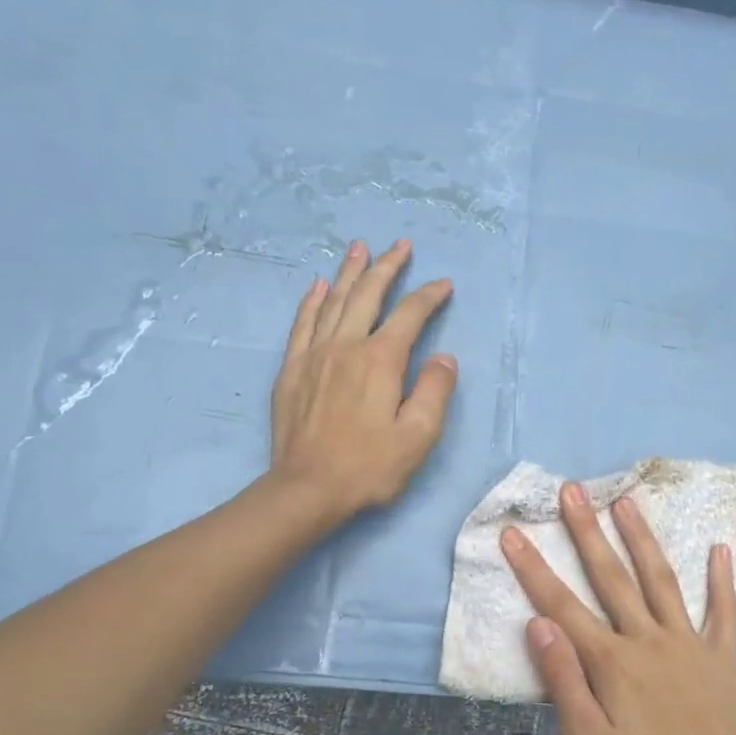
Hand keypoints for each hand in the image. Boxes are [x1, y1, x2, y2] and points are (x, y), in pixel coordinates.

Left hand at [269, 239, 456, 519]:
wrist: (307, 489)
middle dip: (387, 267)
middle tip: (401, 245)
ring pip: (333, 301)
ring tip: (360, 248)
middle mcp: (346, 346)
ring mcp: (314, 355)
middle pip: (368, 294)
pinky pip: (303, 324)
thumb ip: (434, 391)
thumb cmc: (369, 467)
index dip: (429, 296)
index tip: (444, 285)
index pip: (410, 316)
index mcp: (380, 360)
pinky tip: (318, 286)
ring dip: (349, 272)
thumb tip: (443, 357)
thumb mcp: (418, 436)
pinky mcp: (291, 370)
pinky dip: (312, 301)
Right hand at [501, 484, 735, 734]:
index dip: (533, 567)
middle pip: (611, 576)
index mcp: (610, 659)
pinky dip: (722, 580)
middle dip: (587, 531)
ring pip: (661, 580)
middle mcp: (646, 637)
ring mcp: (687, 641)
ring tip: (627, 501)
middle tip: (572, 489)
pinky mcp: (720, 654)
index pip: (561, 604)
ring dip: (642, 538)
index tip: (512, 532)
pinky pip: (724, 611)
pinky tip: (721, 548)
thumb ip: (564, 680)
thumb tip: (539, 625)